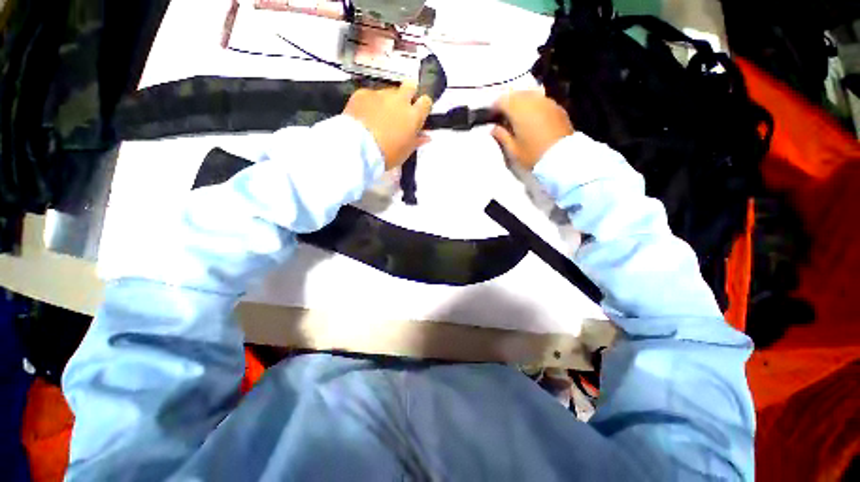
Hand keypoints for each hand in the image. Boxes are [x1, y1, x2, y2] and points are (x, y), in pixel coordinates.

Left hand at [344, 82, 432, 170]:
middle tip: (401, 107)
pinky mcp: (362, 93)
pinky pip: (370, 95)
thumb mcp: (405, 152)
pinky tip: (364, 116)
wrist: (358, 148)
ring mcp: (380, 94)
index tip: (418, 113)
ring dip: (387, 101)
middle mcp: (399, 100)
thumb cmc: (387, 154)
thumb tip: (426, 136)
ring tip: (378, 117)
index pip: (426, 101)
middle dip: (409, 93)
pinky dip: (369, 103)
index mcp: (413, 116)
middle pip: (410, 86)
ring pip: (388, 92)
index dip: (422, 106)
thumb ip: (417, 141)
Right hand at [491, 90, 574, 169]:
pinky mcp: (558, 108)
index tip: (491, 118)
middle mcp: (533, 100)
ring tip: (518, 119)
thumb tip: (494, 128)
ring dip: (522, 104)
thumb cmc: (533, 154)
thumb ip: (501, 136)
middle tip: (504, 118)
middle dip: (508, 104)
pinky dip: (534, 107)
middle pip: (516, 95)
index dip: (494, 108)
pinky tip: (533, 120)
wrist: (562, 158)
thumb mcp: (512, 150)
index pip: (502, 100)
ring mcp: (547, 102)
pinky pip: (541, 102)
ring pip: (529, 96)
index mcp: (518, 109)